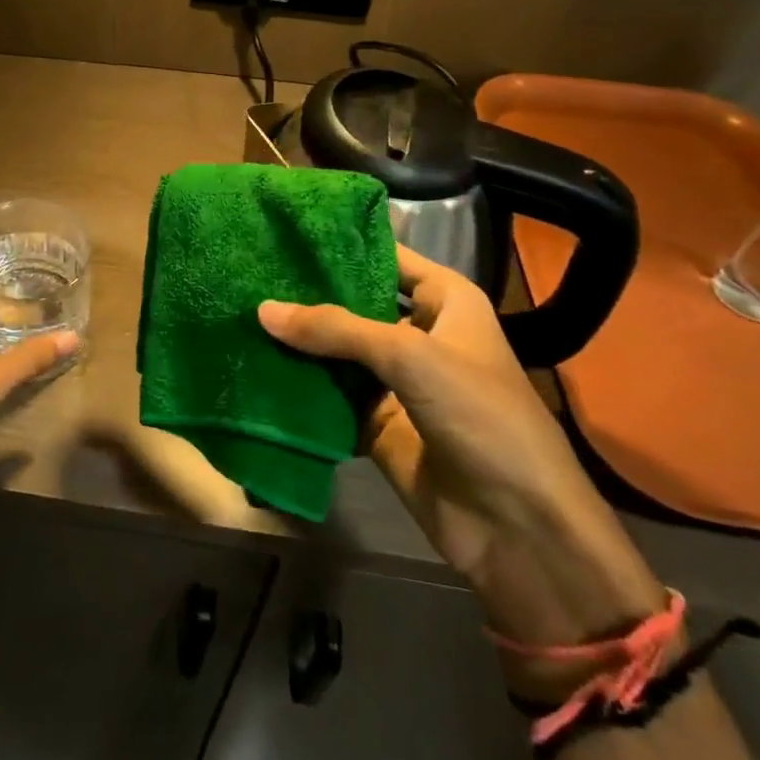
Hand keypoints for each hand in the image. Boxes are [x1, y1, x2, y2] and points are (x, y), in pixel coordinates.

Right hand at [259, 246, 661, 654]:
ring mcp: (396, 381)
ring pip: (336, 351)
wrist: (519, 529)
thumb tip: (262, 310)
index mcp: (445, 301)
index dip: (341, 242)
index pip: (386, 255)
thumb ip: (335, 329)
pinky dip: (300, 386)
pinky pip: (331, 395)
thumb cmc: (480, 416)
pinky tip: (255, 365)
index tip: (284, 229)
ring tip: (240, 312)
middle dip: (306, 293)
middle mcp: (418, 333)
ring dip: (298, 341)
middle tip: (248, 272)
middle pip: (353, 303)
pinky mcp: (376, 423)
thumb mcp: (410, 356)